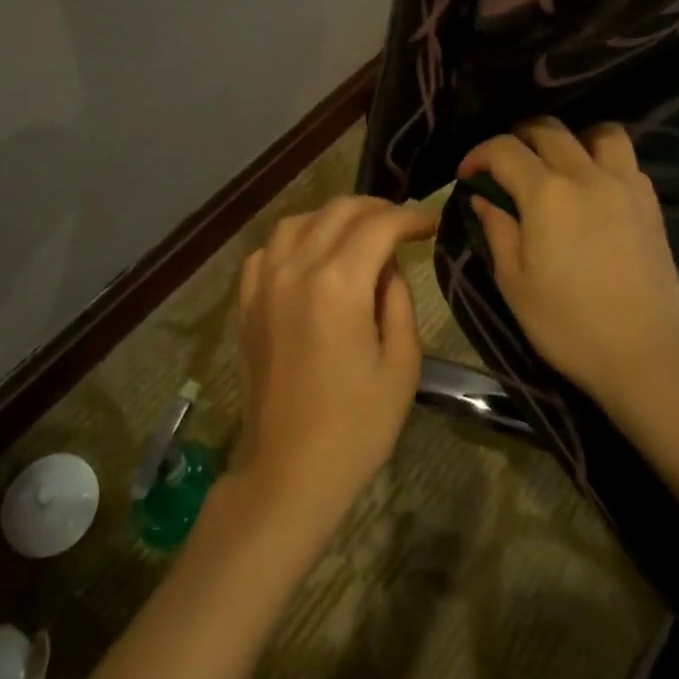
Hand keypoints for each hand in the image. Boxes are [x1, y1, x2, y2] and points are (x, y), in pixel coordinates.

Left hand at [231, 197, 434, 531]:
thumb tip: (388, 264)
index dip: (409, 217)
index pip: (378, 226)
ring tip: (358, 233)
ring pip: (298, 221)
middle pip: (338, 211)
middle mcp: (297, 269)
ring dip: (333, 217)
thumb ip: (398, 300)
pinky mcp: (247, 302)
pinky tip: (310, 256)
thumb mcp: (401, 364)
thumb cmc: (357, 425)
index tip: (431, 222)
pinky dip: (294, 240)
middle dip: (376, 208)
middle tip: (402, 223)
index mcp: (339, 284)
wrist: (289, 470)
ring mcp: (265, 283)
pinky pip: (268, 250)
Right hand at [458, 118, 678, 414]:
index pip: (504, 149)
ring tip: (558, 164)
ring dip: (571, 139)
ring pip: (599, 132)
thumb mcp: (514, 283)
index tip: (467, 176)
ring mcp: (625, 185)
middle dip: (518, 138)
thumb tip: (483, 197)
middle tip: (505, 166)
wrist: (645, 355)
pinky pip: (626, 160)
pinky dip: (603, 160)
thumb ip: (496, 230)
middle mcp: (586, 175)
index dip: (479, 155)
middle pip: (548, 129)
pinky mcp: (650, 203)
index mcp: (546, 193)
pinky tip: (593, 189)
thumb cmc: (568, 324)